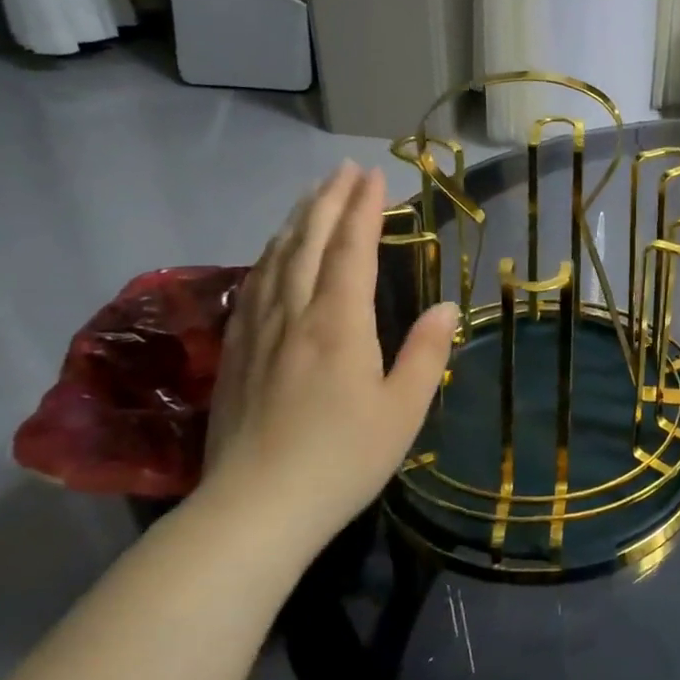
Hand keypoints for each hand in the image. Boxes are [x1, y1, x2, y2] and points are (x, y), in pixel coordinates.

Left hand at [197, 163, 457, 547]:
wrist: (254, 510)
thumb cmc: (342, 460)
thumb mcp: (403, 410)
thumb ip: (426, 353)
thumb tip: (445, 308)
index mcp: (338, 323)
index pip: (351, 249)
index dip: (363, 209)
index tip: (373, 175)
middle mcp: (294, 314)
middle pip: (308, 242)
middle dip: (328, 200)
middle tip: (344, 169)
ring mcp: (258, 332)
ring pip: (276, 259)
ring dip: (296, 220)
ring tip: (312, 195)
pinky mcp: (235, 354)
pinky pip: (253, 286)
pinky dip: (269, 255)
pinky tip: (272, 253)